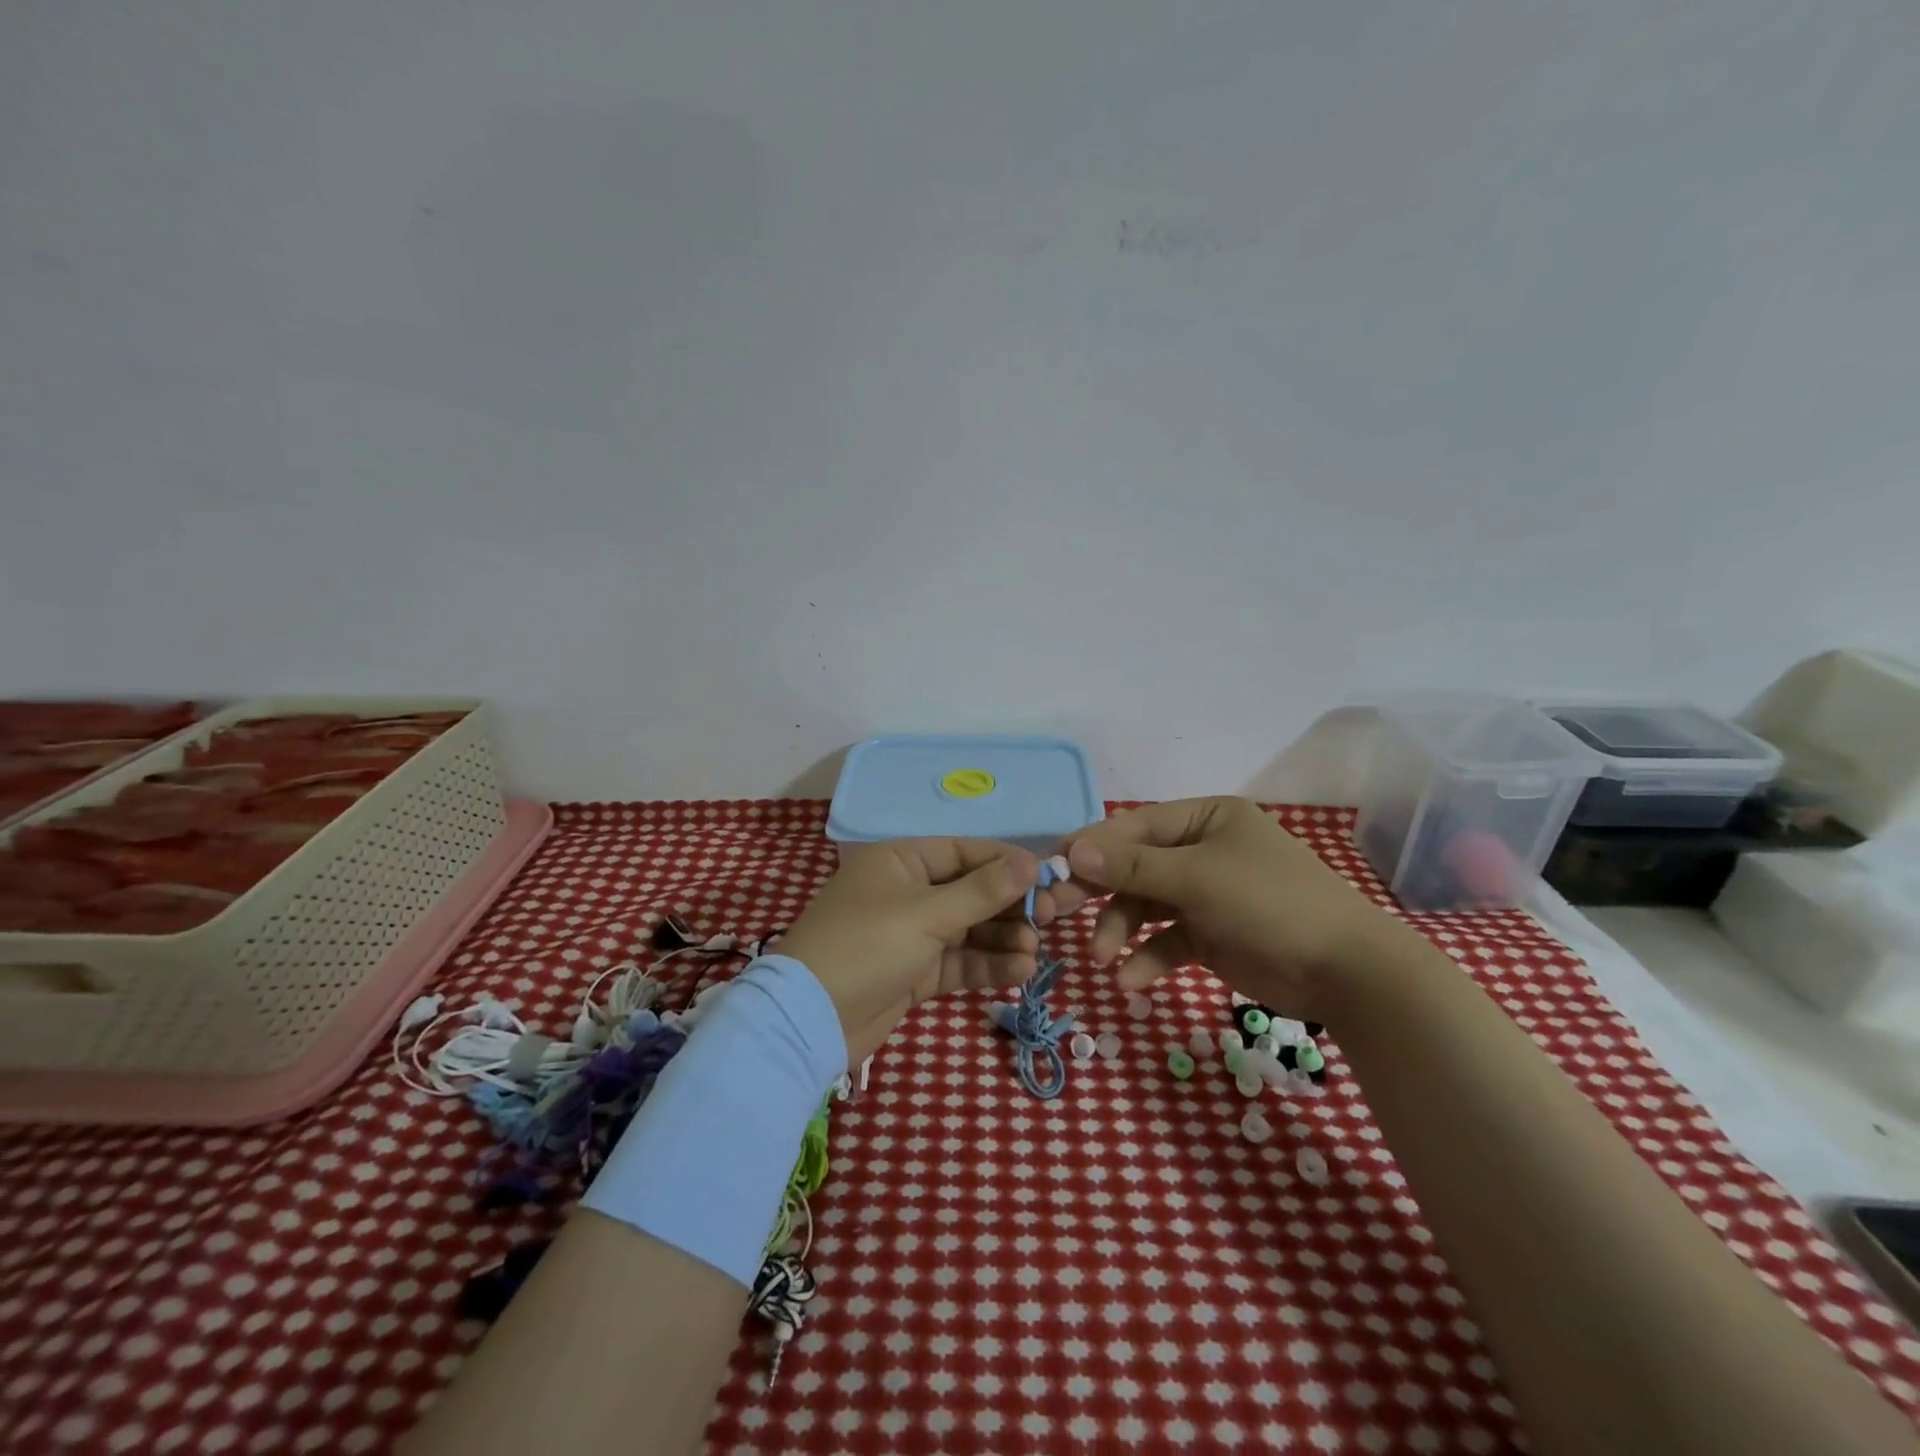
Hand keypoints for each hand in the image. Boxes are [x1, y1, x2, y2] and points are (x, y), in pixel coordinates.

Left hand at [778, 839, 1057, 1065]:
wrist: (810, 1020)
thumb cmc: (867, 946)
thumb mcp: (928, 913)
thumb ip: (983, 890)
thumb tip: (1032, 861)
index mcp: (900, 859)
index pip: (964, 851)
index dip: (1006, 863)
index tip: (1047, 879)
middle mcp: (907, 890)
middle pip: (971, 890)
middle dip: (1009, 906)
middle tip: (1050, 919)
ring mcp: (910, 933)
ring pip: (969, 929)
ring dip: (1002, 938)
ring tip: (1035, 951)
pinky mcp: (914, 972)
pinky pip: (959, 961)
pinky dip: (987, 964)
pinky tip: (1019, 970)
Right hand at [1051, 796, 1409, 1023]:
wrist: (1346, 972)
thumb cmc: (1269, 903)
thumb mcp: (1197, 878)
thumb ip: (1132, 866)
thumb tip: (1072, 849)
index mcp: (1205, 819)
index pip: (1134, 827)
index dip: (1091, 846)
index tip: (1050, 868)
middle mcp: (1202, 851)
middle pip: (1134, 867)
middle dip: (1098, 892)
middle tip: (1054, 911)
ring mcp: (1205, 895)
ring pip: (1144, 908)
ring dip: (1120, 932)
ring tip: (1103, 960)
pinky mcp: (1209, 936)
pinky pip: (1166, 941)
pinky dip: (1147, 958)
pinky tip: (1131, 981)